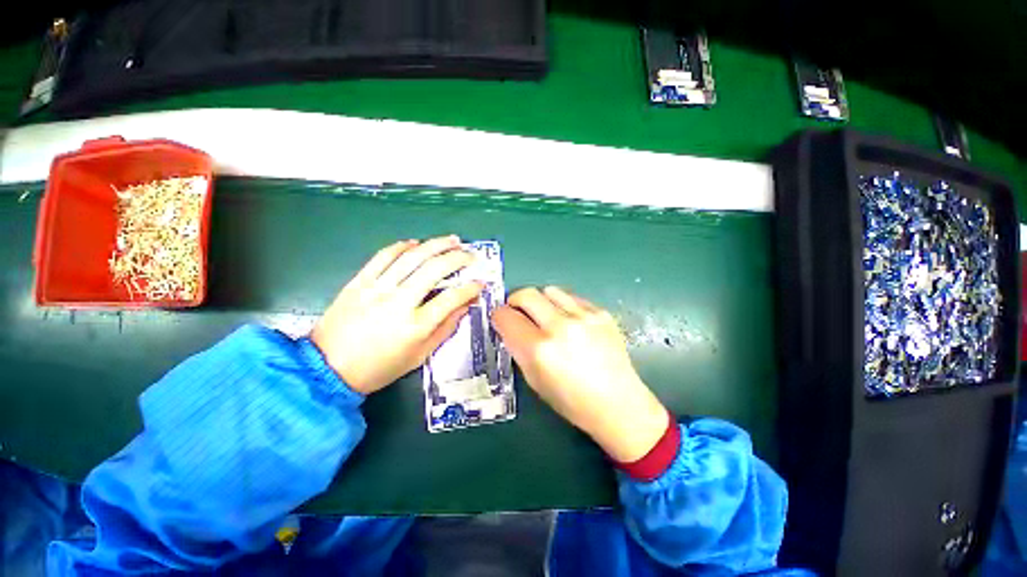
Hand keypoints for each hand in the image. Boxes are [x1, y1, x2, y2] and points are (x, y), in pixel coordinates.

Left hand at [311, 236, 482, 394]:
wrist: (327, 368)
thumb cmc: (379, 368)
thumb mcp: (419, 356)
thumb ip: (445, 329)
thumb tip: (465, 306)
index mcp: (416, 325)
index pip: (452, 298)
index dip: (470, 288)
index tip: (480, 283)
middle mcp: (399, 301)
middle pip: (435, 269)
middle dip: (458, 258)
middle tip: (470, 255)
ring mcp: (377, 288)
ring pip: (413, 257)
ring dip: (436, 244)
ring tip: (452, 240)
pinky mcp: (360, 281)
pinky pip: (383, 256)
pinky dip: (402, 246)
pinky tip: (416, 243)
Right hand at [492, 287, 668, 462]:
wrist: (618, 403)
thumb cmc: (571, 400)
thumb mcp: (534, 380)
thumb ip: (519, 348)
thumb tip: (511, 326)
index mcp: (539, 349)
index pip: (506, 316)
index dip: (499, 317)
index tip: (502, 320)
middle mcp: (560, 326)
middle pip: (526, 294)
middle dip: (515, 301)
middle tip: (519, 312)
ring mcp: (583, 316)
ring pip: (549, 290)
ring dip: (540, 300)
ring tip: (546, 315)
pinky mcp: (601, 312)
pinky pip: (571, 297)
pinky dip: (562, 305)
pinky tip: (569, 321)